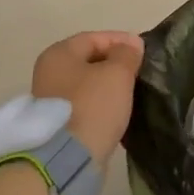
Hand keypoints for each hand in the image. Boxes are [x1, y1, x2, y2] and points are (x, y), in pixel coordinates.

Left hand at [32, 30, 143, 163]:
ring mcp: (51, 99)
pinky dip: (102, 104)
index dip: (121, 40)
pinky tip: (118, 110)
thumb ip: (127, 54)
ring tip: (133, 90)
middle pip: (88, 60)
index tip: (144, 51)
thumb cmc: (93, 106)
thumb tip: (132, 44)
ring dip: (109, 85)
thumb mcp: (117, 74)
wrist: (68, 157)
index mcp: (59, 54)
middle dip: (115, 63)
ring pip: (87, 83)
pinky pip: (85, 104)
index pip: (94, 38)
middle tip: (140, 70)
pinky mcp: (58, 122)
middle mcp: (49, 72)